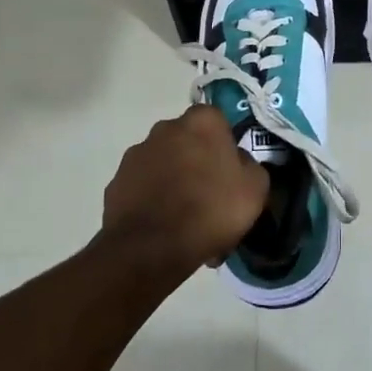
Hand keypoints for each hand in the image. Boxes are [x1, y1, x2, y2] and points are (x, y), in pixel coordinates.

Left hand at [101, 106, 268, 273]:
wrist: (151, 248)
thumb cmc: (211, 209)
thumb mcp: (255, 188)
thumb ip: (249, 165)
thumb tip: (238, 162)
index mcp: (201, 121)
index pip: (217, 121)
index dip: (224, 145)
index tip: (230, 171)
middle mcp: (165, 128)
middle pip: (187, 141)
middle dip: (196, 161)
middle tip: (209, 195)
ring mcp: (136, 155)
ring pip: (163, 164)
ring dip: (173, 181)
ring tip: (184, 219)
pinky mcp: (116, 183)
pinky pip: (142, 188)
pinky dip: (152, 201)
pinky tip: (163, 228)